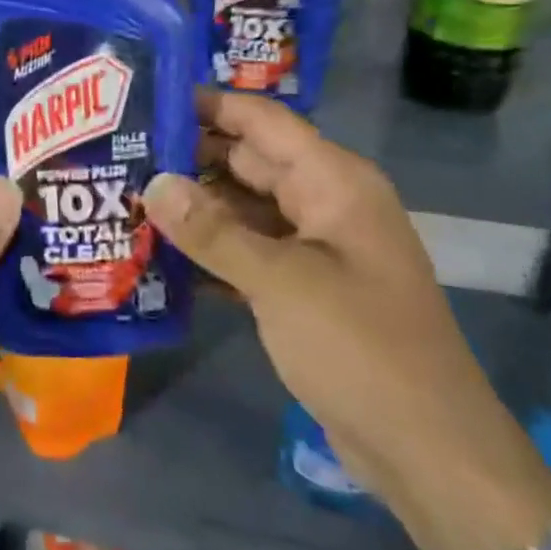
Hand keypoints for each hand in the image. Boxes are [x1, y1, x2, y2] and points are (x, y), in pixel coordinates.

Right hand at [143, 91, 550, 549]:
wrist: (428, 451)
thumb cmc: (361, 349)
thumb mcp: (281, 283)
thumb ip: (213, 231)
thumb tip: (153, 183)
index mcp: (334, 182)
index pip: (262, 121)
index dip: (208, 105)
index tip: (147, 98)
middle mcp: (325, 203)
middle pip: (248, 161)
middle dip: (189, 157)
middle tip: (122, 152)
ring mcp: (315, 247)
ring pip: (244, 208)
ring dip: (195, 206)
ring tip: (127, 196)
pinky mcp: (303, 287)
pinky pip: (249, 250)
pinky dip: (211, 249)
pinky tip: (158, 252)